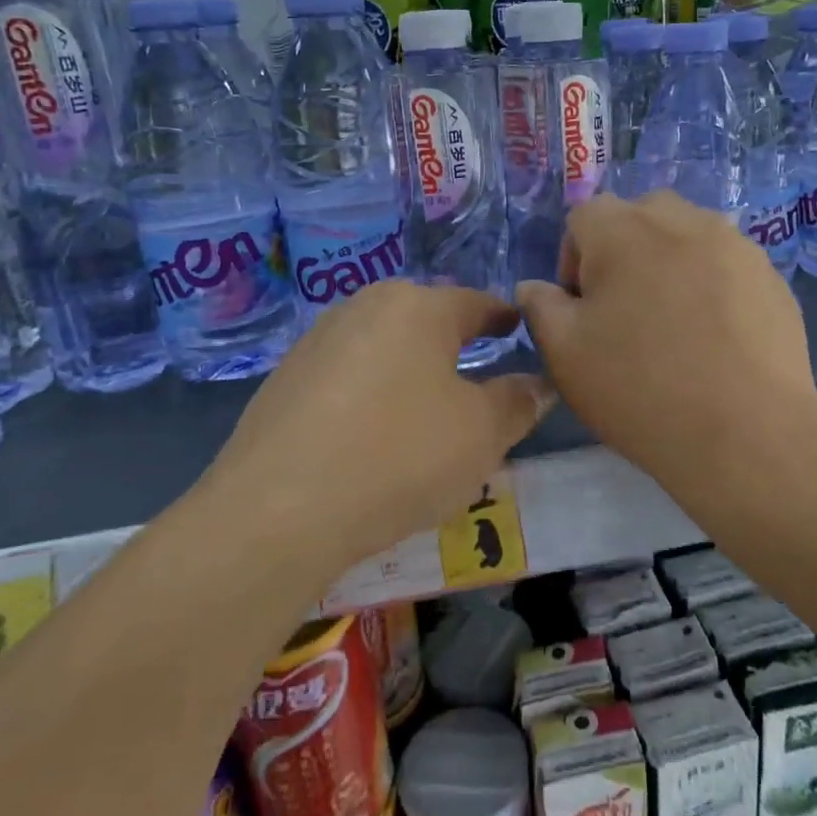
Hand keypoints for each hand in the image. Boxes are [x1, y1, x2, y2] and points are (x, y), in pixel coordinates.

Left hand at [208, 282, 553, 570]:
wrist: (277, 511)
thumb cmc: (399, 457)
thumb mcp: (481, 434)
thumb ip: (517, 402)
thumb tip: (539, 383)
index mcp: (418, 307)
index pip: (476, 303)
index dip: (504, 318)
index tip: (519, 327)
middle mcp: (364, 307)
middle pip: (425, 321)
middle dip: (454, 344)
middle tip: (477, 376)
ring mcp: (317, 341)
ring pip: (383, 347)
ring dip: (410, 370)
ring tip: (425, 409)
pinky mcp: (284, 379)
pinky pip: (347, 376)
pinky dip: (371, 394)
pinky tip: (371, 433)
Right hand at [518, 192, 816, 495]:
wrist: (745, 432)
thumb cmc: (639, 388)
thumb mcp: (564, 353)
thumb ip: (541, 307)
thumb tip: (535, 287)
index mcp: (623, 230)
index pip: (583, 216)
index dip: (572, 259)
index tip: (581, 308)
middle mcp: (682, 220)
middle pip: (640, 215)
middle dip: (624, 251)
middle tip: (625, 310)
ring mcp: (734, 244)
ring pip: (688, 235)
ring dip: (670, 263)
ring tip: (674, 322)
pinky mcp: (771, 276)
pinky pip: (726, 264)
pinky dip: (711, 284)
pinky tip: (715, 336)